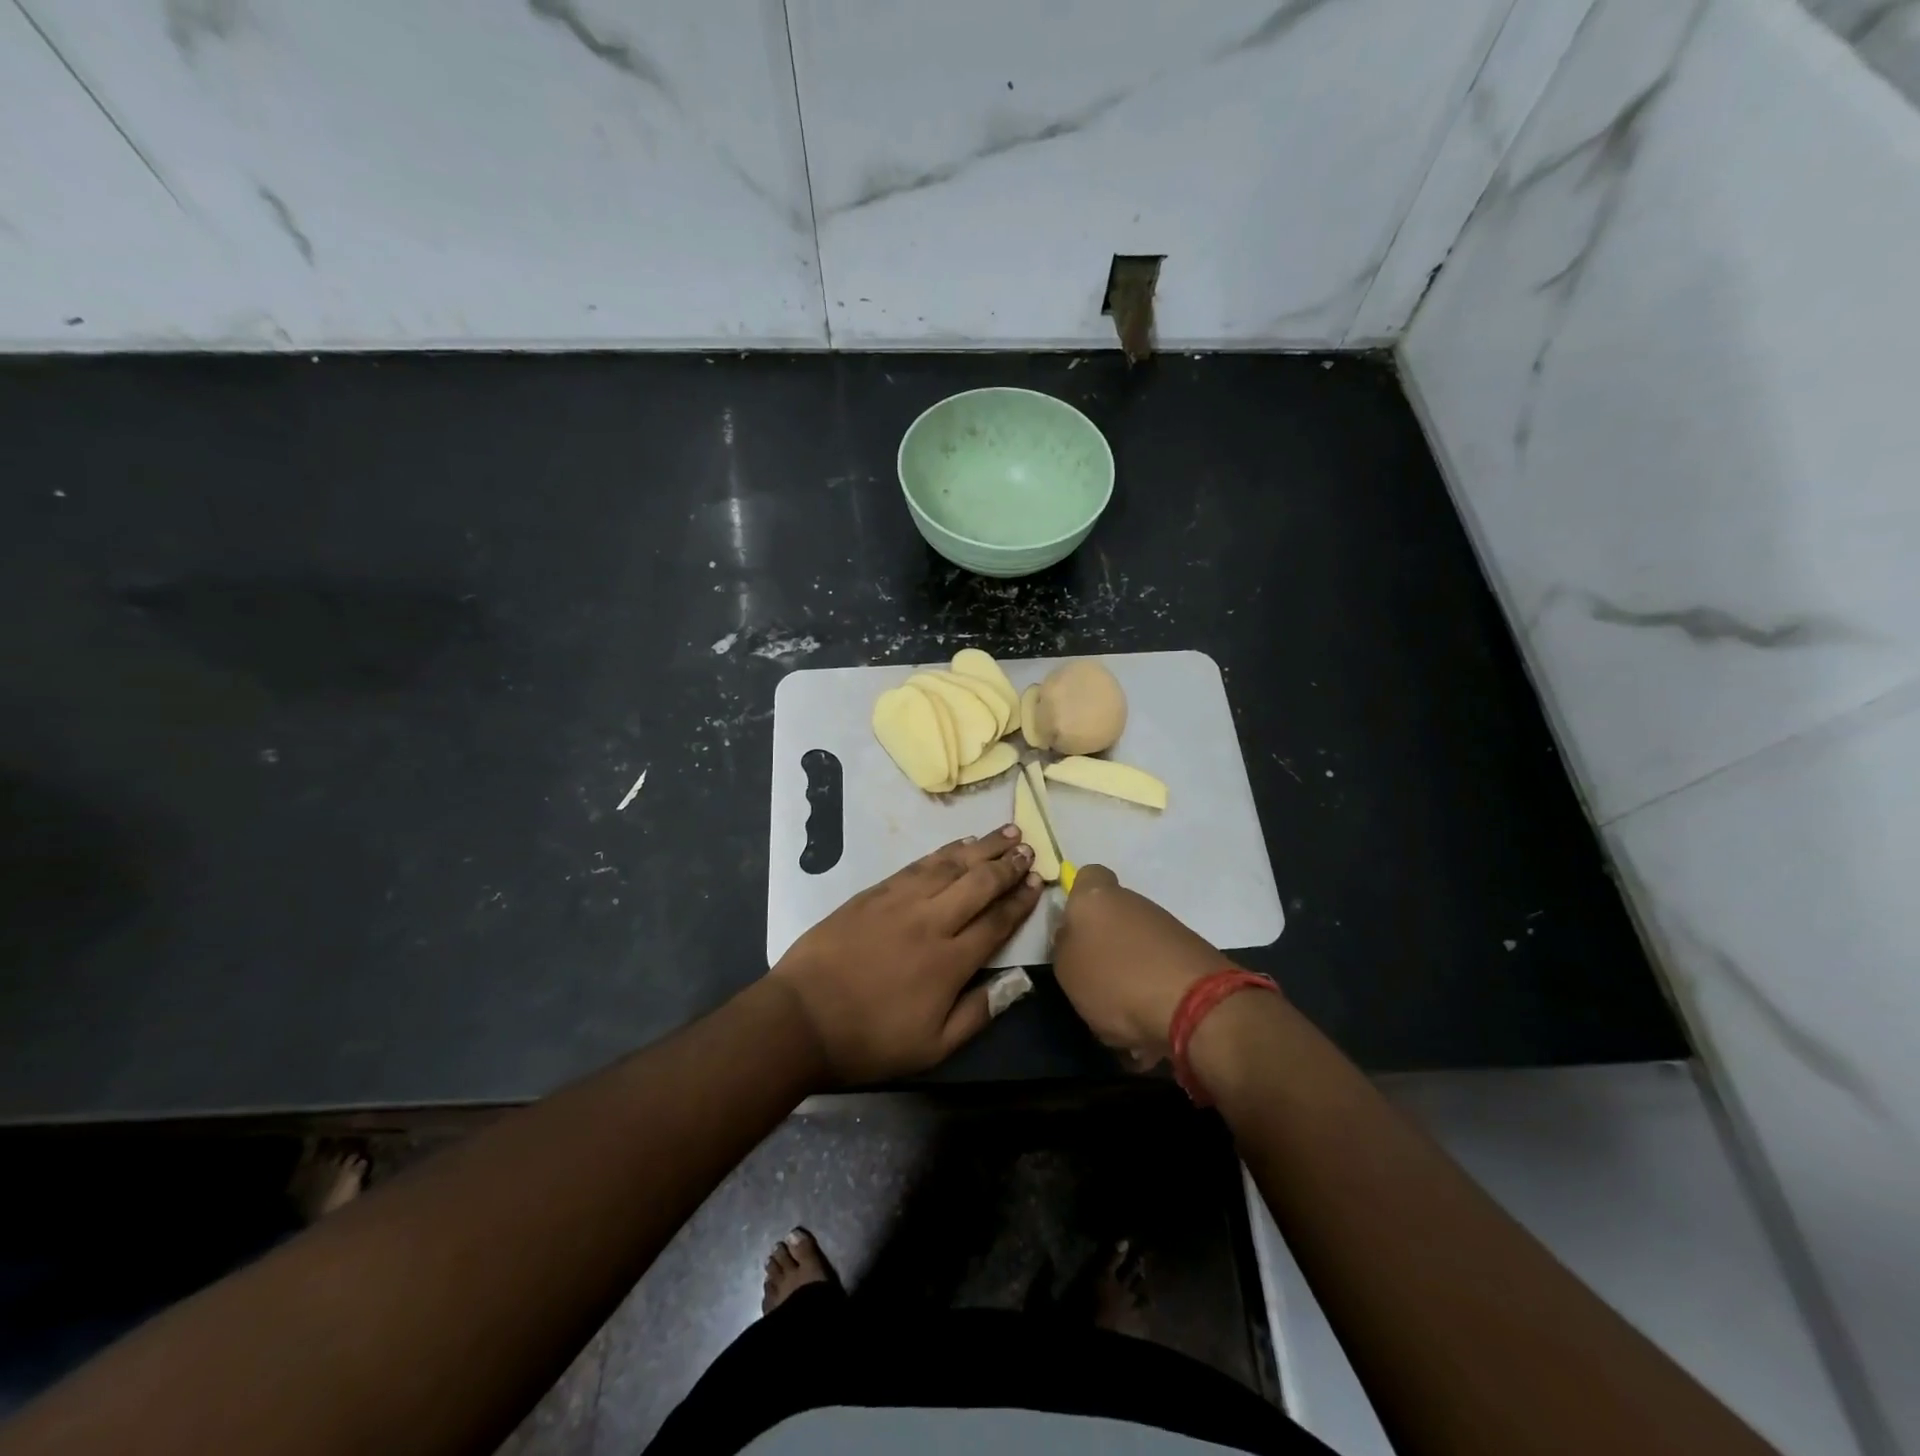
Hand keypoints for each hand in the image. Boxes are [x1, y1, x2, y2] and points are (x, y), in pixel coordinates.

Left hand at [770, 826, 1041, 1082]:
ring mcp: (901, 901)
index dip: (1021, 900)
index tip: (1038, 882)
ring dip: (983, 847)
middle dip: (1008, 864)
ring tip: (1007, 832)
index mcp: (951, 962)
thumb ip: (979, 1012)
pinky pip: (919, 864)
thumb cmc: (870, 1039)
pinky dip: (945, 851)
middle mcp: (932, 921)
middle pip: (979, 883)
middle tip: (1029, 849)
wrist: (802, 1017)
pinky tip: (960, 844)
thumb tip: (1018, 983)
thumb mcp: (932, 1047)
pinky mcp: (876, 892)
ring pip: (951, 865)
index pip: (997, 921)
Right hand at [1051, 865, 1225, 1067]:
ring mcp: (1167, 927)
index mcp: (1097, 897)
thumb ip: (1065, 946)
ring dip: (1128, 973)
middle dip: (1104, 946)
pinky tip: (1148, 1024)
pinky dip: (1152, 991)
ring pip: (1136, 946)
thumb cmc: (1115, 980)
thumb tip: (1073, 937)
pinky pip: (1159, 969)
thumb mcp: (1067, 970)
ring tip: (1121, 1016)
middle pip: (1113, 916)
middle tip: (1092, 982)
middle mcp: (1134, 902)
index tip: (1072, 928)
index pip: (1087, 876)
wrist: (1196, 1005)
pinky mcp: (1191, 954)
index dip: (1078, 898)